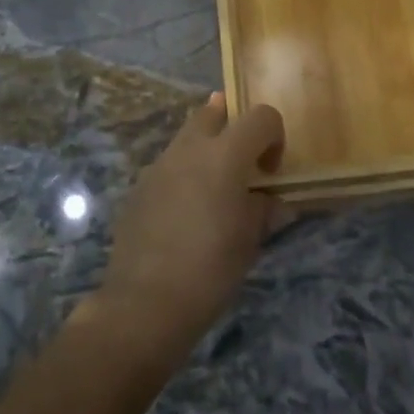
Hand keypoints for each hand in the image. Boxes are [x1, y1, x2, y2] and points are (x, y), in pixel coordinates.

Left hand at [95, 93, 285, 352]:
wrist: (146, 302)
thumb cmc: (211, 269)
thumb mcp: (250, 241)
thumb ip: (262, 209)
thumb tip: (269, 201)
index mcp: (225, 155)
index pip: (261, 117)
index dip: (274, 136)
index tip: (271, 171)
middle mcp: (190, 149)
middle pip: (213, 112)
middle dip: (232, 125)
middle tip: (242, 162)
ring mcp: (159, 165)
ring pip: (186, 138)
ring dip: (205, 150)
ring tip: (214, 190)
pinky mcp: (138, 186)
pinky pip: (168, 166)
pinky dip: (183, 174)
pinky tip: (184, 213)